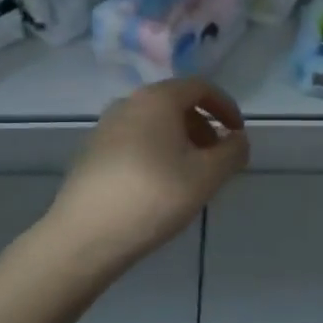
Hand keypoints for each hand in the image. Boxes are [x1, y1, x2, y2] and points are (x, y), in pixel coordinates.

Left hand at [44, 78, 249, 269]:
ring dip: (180, 141)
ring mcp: (105, 127)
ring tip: (191, 176)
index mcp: (157, 98)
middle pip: (176, 103)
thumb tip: (238, 139)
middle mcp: (128, 103)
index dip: (226, 106)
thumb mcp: (206, 176)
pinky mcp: (91, 152)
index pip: (200, 87)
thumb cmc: (153, 197)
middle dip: (203, 127)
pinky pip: (135, 141)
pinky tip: (159, 187)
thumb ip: (232, 152)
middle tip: (217, 159)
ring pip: (154, 124)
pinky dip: (156, 152)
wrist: (84, 236)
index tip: (239, 134)